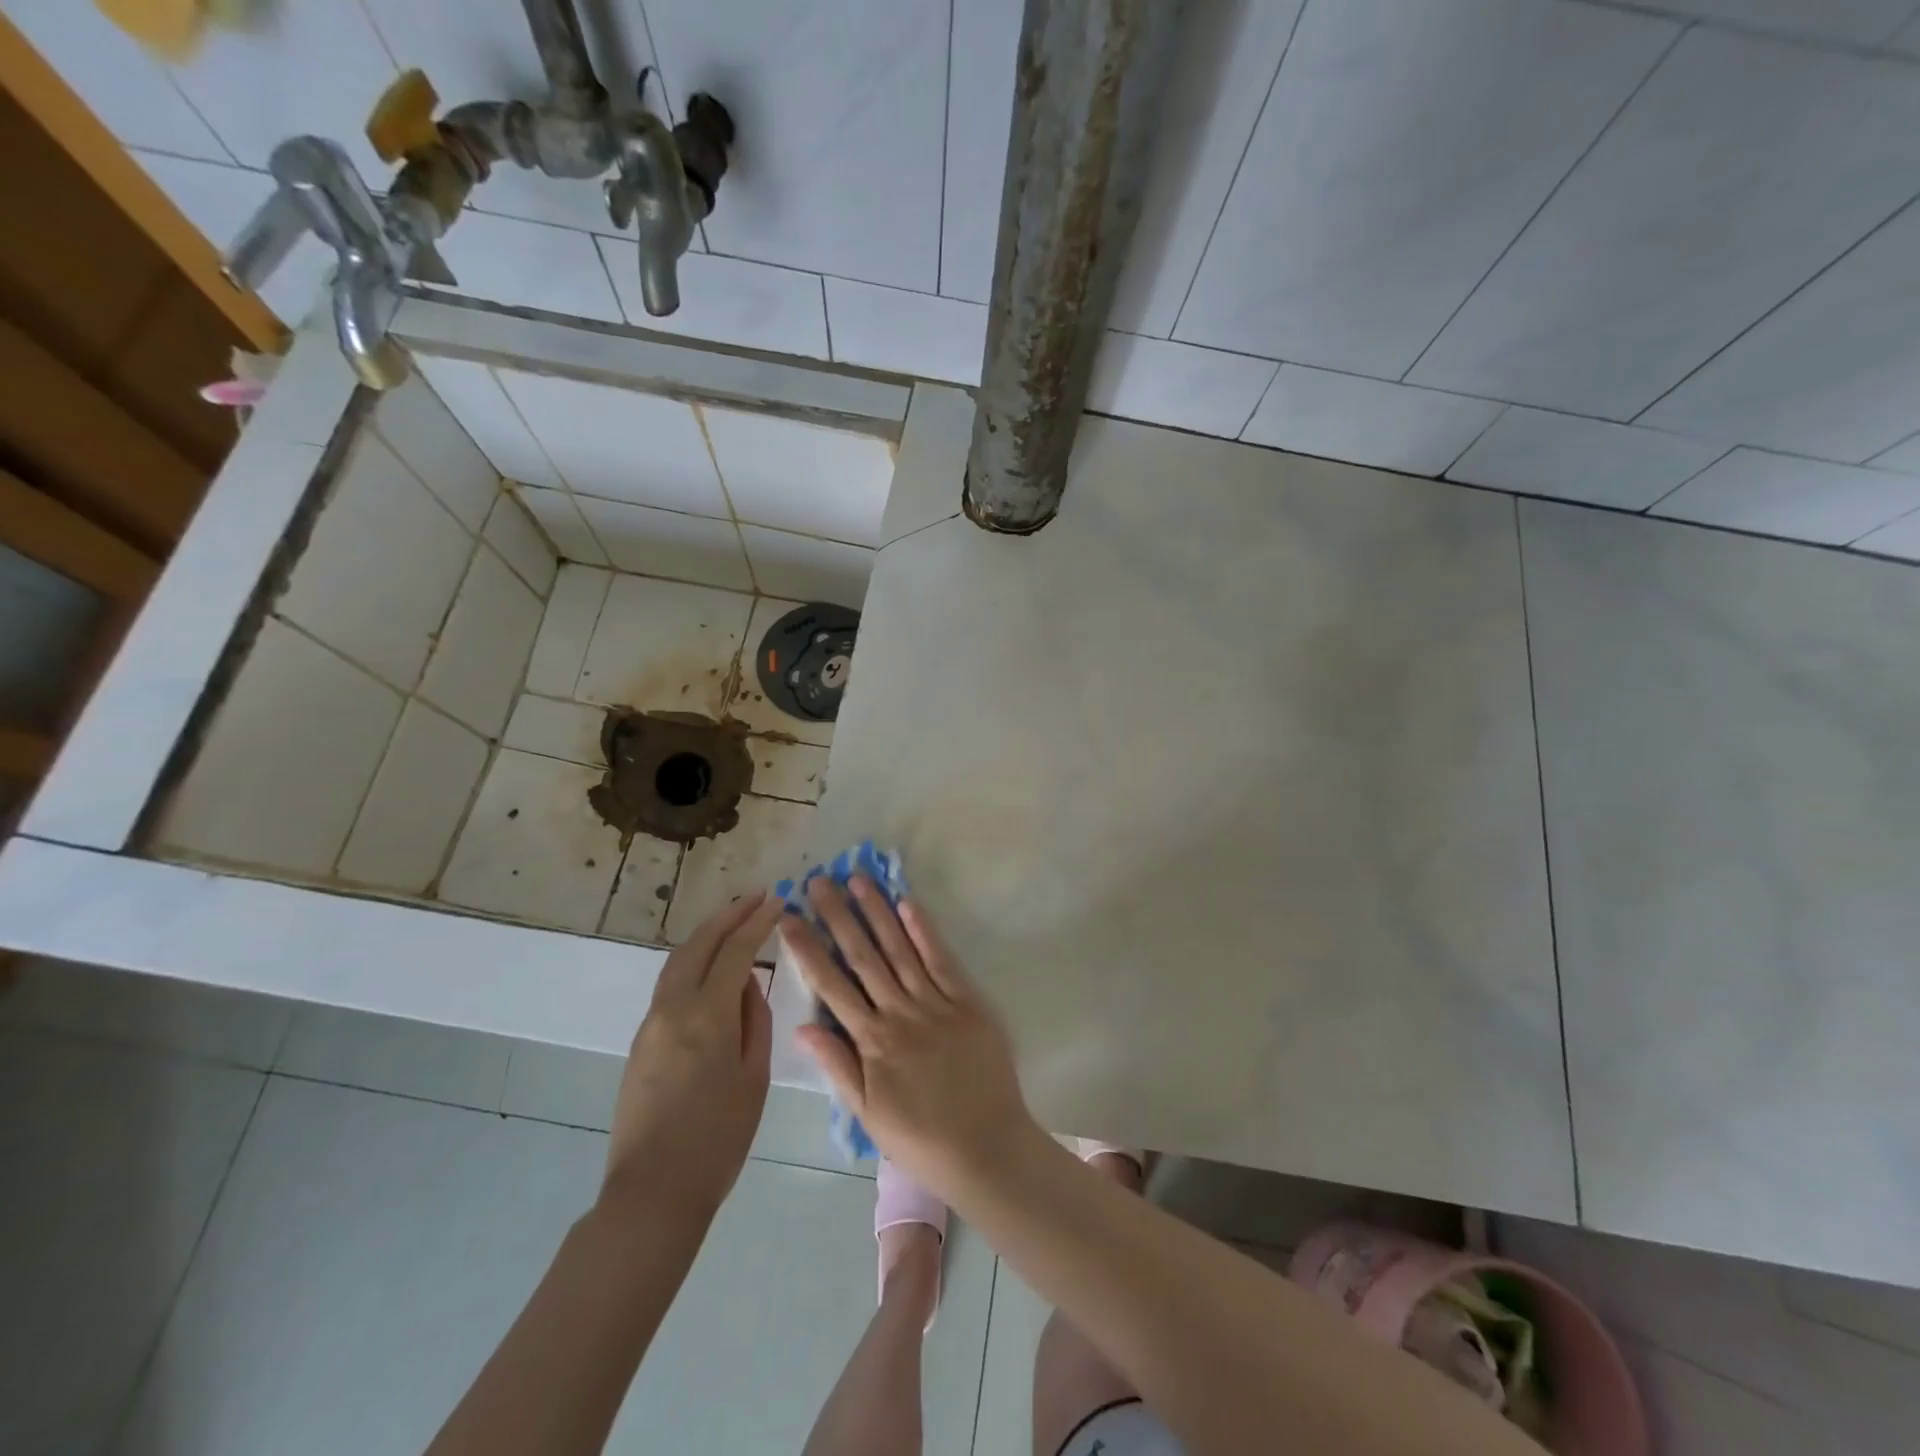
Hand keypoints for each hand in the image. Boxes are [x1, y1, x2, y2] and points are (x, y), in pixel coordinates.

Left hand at [601, 891, 779, 1222]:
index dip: (757, 922)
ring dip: (707, 933)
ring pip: (678, 960)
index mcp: (708, 1015)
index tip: (777, 900)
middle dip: (729, 915)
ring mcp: (651, 1023)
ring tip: (734, 920)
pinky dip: (693, 960)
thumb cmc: (718, 1138)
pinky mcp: (641, 1041)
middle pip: (699, 944)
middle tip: (756, 897)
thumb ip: (755, 1020)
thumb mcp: (754, 1076)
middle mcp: (673, 1008)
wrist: (653, 1191)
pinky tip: (710, 966)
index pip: (735, 951)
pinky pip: (669, 984)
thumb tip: (748, 982)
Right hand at [780, 877, 1033, 1191]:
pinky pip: (941, 960)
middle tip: (819, 881)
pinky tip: (907, 904)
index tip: (789, 917)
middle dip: (838, 916)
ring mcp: (935, 1004)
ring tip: (857, 880)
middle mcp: (899, 1013)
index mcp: (871, 1041)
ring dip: (876, 913)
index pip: (831, 984)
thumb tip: (801, 1026)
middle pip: (862, 956)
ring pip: (899, 949)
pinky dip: (924, 931)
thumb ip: (836, 1065)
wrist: (986, 1148)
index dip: (808, 948)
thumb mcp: (867, 1113)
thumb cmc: (920, 1137)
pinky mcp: (967, 1001)